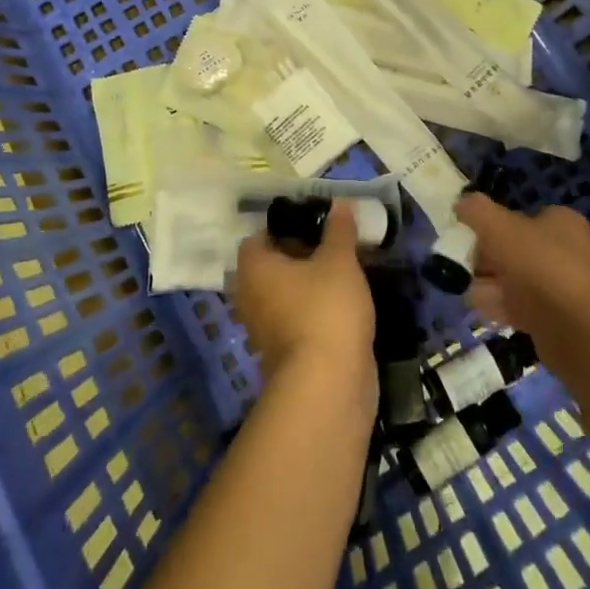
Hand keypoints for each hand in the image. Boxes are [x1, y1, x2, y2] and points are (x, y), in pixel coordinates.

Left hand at [232, 201, 374, 389]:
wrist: (328, 385)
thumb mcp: (339, 261)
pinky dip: (311, 312)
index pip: (257, 237)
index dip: (283, 227)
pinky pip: (294, 321)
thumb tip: (340, 203)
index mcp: (254, 268)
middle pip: (269, 268)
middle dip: (297, 257)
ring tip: (340, 273)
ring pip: (282, 296)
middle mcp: (249, 297)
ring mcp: (263, 330)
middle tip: (329, 246)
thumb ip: (339, 231)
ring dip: (305, 286)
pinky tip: (340, 306)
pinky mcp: (283, 355)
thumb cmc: (326, 309)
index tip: (312, 224)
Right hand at [455, 193, 589, 339]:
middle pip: (512, 249)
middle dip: (486, 259)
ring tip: (477, 293)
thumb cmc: (540, 267)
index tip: (471, 236)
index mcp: (561, 223)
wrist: (577, 332)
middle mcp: (565, 251)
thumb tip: (461, 204)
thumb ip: (477, 211)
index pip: (520, 216)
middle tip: (469, 268)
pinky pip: (520, 307)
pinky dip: (503, 307)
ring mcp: (561, 287)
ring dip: (490, 285)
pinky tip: (490, 311)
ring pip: (513, 280)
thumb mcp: (500, 228)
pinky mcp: (554, 319)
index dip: (493, 224)